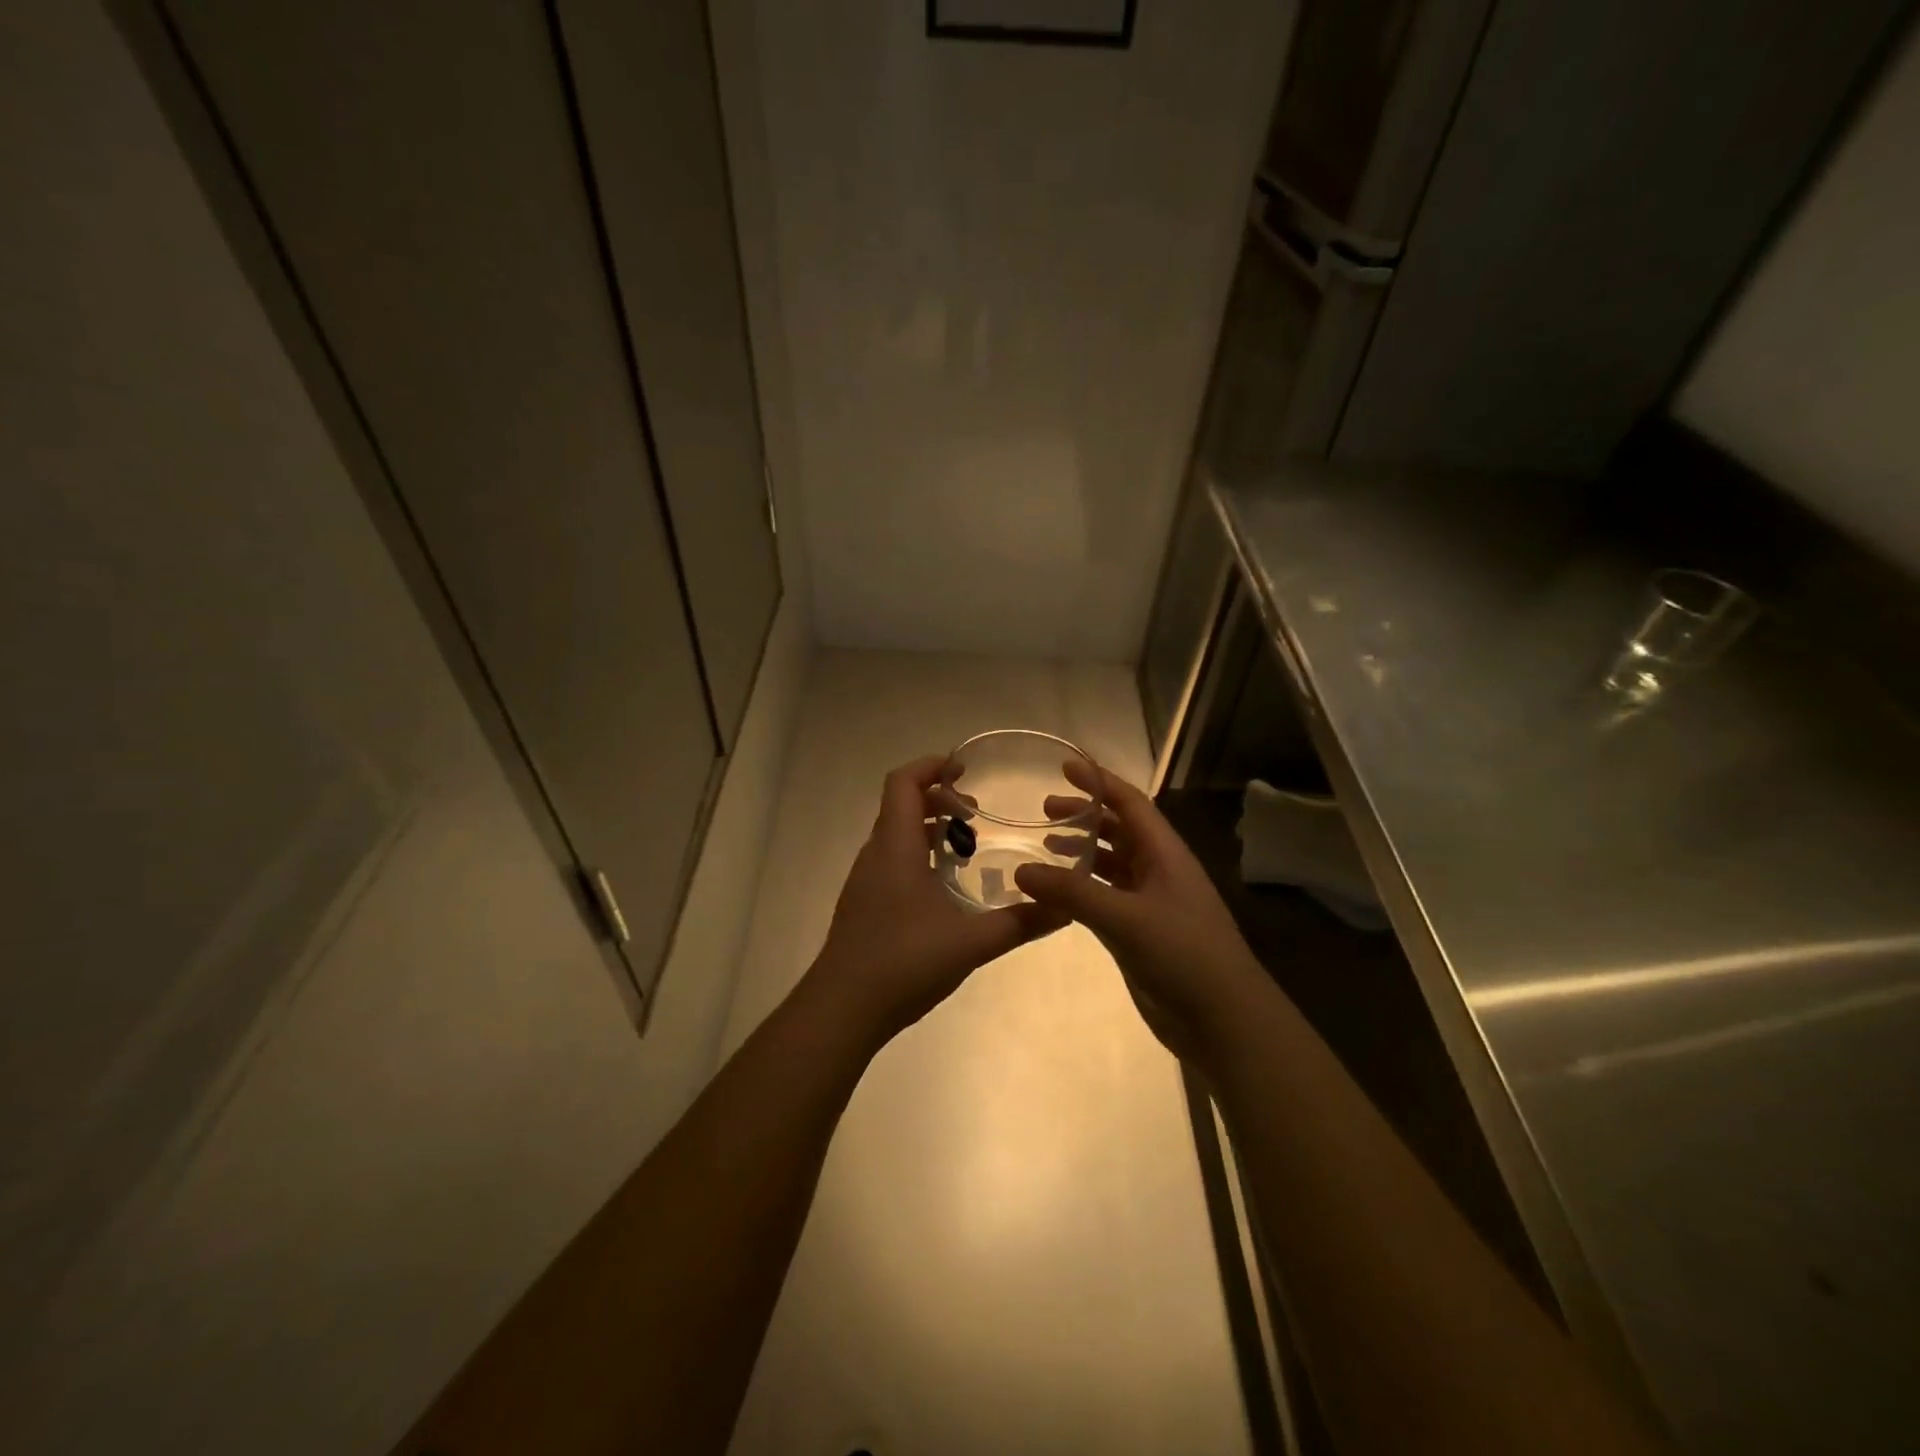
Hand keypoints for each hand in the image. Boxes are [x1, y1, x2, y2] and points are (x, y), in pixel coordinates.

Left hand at [807, 754, 1064, 1045]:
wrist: (842, 1010)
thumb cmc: (903, 963)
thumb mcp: (971, 943)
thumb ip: (1020, 923)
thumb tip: (1064, 907)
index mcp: (896, 847)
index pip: (903, 783)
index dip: (931, 766)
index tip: (964, 769)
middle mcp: (876, 855)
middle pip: (901, 806)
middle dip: (939, 800)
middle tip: (977, 814)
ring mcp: (865, 880)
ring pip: (896, 835)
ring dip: (929, 829)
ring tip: (967, 849)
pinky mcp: (864, 904)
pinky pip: (892, 860)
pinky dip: (918, 855)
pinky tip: (944, 889)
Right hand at [1018, 763, 1266, 1064]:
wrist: (1223, 1019)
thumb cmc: (1182, 954)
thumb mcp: (1125, 918)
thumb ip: (1073, 893)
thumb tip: (1021, 870)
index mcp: (1165, 854)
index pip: (1130, 803)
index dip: (1099, 782)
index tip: (1065, 766)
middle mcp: (1159, 870)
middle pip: (1120, 830)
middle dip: (1086, 816)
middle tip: (1044, 811)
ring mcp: (1151, 902)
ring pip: (1113, 864)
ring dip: (1083, 851)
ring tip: (1046, 846)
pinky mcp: (1142, 932)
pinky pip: (1107, 897)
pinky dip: (1083, 888)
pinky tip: (1059, 893)